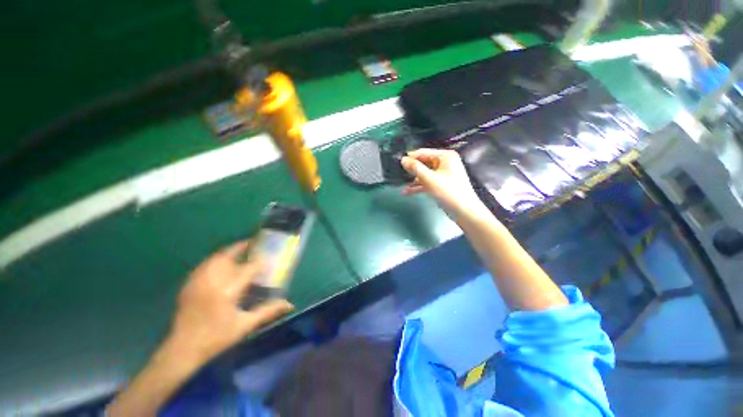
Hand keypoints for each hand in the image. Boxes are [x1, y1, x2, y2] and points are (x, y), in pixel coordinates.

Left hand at [168, 241, 293, 364]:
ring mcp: (197, 281)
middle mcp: (211, 281)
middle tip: (254, 245)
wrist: (182, 350)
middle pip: (227, 256)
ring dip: (229, 252)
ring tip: (241, 252)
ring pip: (214, 258)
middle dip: (242, 248)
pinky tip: (222, 265)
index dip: (260, 262)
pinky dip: (216, 260)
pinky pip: (204, 265)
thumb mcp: (245, 325)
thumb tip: (290, 305)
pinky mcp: (189, 285)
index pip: (248, 268)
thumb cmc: (217, 338)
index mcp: (227, 291)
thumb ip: (268, 311)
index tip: (269, 258)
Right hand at [401, 149, 487, 219]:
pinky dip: (418, 186)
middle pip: (424, 163)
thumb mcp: (430, 179)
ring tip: (400, 183)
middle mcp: (445, 163)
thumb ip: (415, 168)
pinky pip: (427, 182)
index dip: (410, 157)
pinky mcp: (441, 184)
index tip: (397, 162)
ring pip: (424, 174)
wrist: (465, 212)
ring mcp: (443, 174)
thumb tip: (403, 159)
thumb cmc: (449, 192)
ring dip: (413, 179)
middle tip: (397, 173)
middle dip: (411, 170)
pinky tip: (407, 192)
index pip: (424, 152)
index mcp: (445, 156)